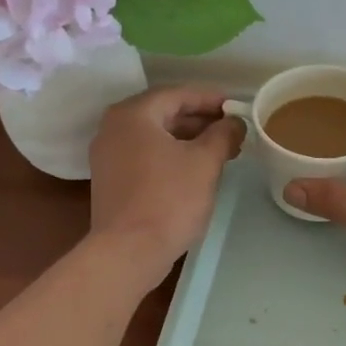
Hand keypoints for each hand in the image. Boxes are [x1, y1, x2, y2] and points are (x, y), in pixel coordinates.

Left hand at [88, 86, 244, 287]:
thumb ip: (223, 134)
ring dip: (189, 139)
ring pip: (155, 136)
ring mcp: (108, 155)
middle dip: (201, 120)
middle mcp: (114, 127)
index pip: (177, 94)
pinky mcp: (111, 179)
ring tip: (222, 150)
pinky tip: (196, 169)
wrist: (129, 251)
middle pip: (164, 113)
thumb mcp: (205, 162)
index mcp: (133, 114)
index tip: (237, 107)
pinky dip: (172, 155)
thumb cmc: (169, 199)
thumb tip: (235, 122)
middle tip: (233, 130)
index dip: (211, 99)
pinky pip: (146, 155)